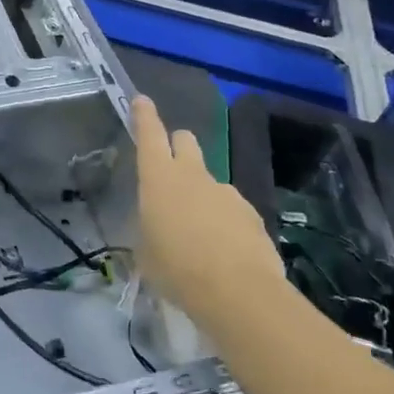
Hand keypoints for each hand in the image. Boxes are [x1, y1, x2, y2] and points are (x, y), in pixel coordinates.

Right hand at [132, 95, 282, 317]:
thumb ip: (150, 228)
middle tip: (171, 170)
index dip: (144, 115)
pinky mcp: (251, 214)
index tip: (142, 99)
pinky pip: (232, 209)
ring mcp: (226, 192)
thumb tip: (158, 227)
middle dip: (178, 146)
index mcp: (159, 179)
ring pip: (210, 180)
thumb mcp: (146, 251)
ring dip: (202, 195)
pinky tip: (224, 252)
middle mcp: (193, 175)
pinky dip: (225, 221)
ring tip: (199, 235)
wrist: (238, 293)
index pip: (149, 134)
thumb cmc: (176, 269)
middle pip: (186, 141)